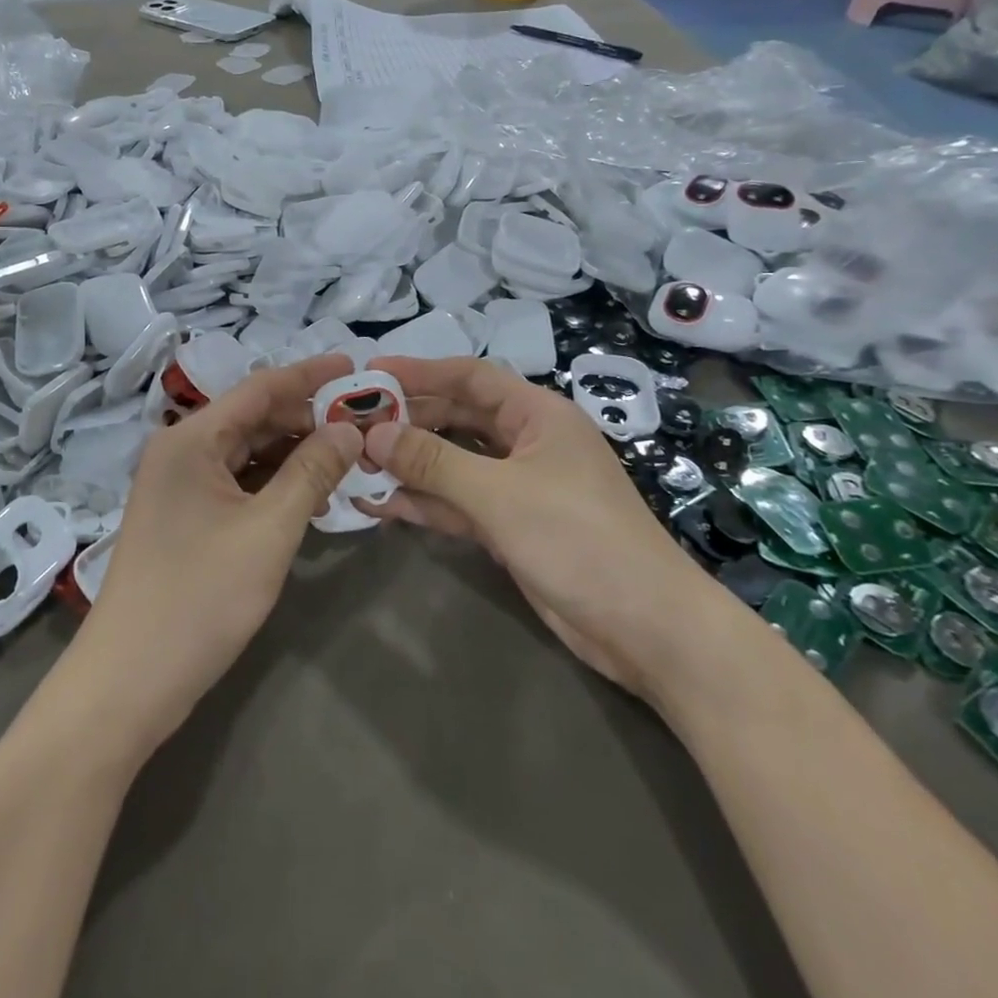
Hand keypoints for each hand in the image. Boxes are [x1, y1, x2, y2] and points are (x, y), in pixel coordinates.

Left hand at [76, 354, 361, 751]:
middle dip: (306, 417)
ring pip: (246, 451)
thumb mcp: (268, 531)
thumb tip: (350, 429)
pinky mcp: (184, 517)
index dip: (309, 375)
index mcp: (191, 439)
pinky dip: (273, 481)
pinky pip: (236, 481)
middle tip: (363, 423)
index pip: (260, 388)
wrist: (127, 682)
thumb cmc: (199, 598)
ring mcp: (179, 485)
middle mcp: (180, 451)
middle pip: (253, 417)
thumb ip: (312, 473)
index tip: (355, 365)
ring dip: (293, 451)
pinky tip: (310, 490)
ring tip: (347, 455)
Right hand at [360, 355, 727, 697]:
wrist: (645, 627)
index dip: (419, 371)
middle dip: (407, 421)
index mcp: (537, 415)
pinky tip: (382, 505)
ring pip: (454, 463)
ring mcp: (519, 486)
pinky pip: (459, 503)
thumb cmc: (578, 537)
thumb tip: (374, 433)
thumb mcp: (499, 493)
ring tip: (355, 465)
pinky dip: (425, 502)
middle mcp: (527, 442)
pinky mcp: (512, 526)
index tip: (370, 373)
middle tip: (352, 426)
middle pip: (457, 419)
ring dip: (410, 464)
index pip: (469, 377)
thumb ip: (433, 461)